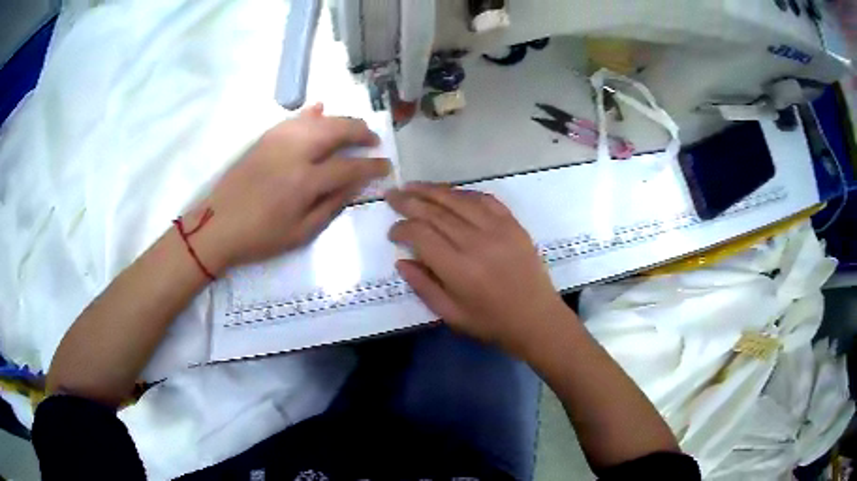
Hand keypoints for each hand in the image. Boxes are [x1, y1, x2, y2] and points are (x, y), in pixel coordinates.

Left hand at [189, 109, 389, 273]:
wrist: (216, 226)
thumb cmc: (259, 237)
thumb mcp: (300, 233)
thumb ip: (331, 205)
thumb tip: (356, 184)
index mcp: (304, 181)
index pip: (349, 166)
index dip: (372, 166)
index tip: (386, 166)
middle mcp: (294, 152)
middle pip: (336, 130)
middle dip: (361, 131)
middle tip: (374, 140)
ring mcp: (277, 140)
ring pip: (317, 119)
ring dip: (341, 120)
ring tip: (353, 128)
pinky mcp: (264, 138)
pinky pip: (293, 118)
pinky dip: (310, 113)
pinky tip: (320, 110)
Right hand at [386, 183, 569, 356]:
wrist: (537, 318)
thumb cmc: (491, 322)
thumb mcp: (451, 315)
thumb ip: (423, 286)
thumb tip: (401, 261)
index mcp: (459, 269)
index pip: (421, 235)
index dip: (402, 228)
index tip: (392, 232)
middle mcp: (476, 242)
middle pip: (436, 212)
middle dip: (409, 201)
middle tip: (392, 194)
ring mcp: (498, 229)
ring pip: (458, 200)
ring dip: (432, 190)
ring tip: (413, 185)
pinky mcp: (513, 224)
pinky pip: (485, 199)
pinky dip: (464, 193)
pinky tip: (450, 192)